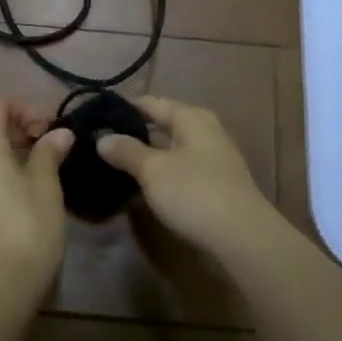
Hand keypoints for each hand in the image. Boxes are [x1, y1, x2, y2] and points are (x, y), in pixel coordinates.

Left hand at [0, 97, 72, 313]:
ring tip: (38, 177)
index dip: (24, 107)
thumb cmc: (27, 232)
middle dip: (20, 132)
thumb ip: (49, 153)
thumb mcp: (46, 189)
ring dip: (8, 157)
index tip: (50, 127)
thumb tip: (59, 134)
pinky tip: (17, 202)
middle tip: (51, 150)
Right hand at [96, 96, 278, 255]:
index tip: (98, 117)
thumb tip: (102, 138)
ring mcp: (215, 158)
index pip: (152, 103)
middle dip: (136, 132)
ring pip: (174, 148)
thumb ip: (127, 151)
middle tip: (103, 142)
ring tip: (118, 164)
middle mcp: (206, 131)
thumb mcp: (153, 170)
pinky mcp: (218, 184)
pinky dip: (164, 172)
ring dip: (149, 155)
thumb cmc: (194, 192)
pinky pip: (183, 168)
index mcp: (192, 117)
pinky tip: (146, 186)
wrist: (243, 237)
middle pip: (164, 124)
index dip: (125, 108)